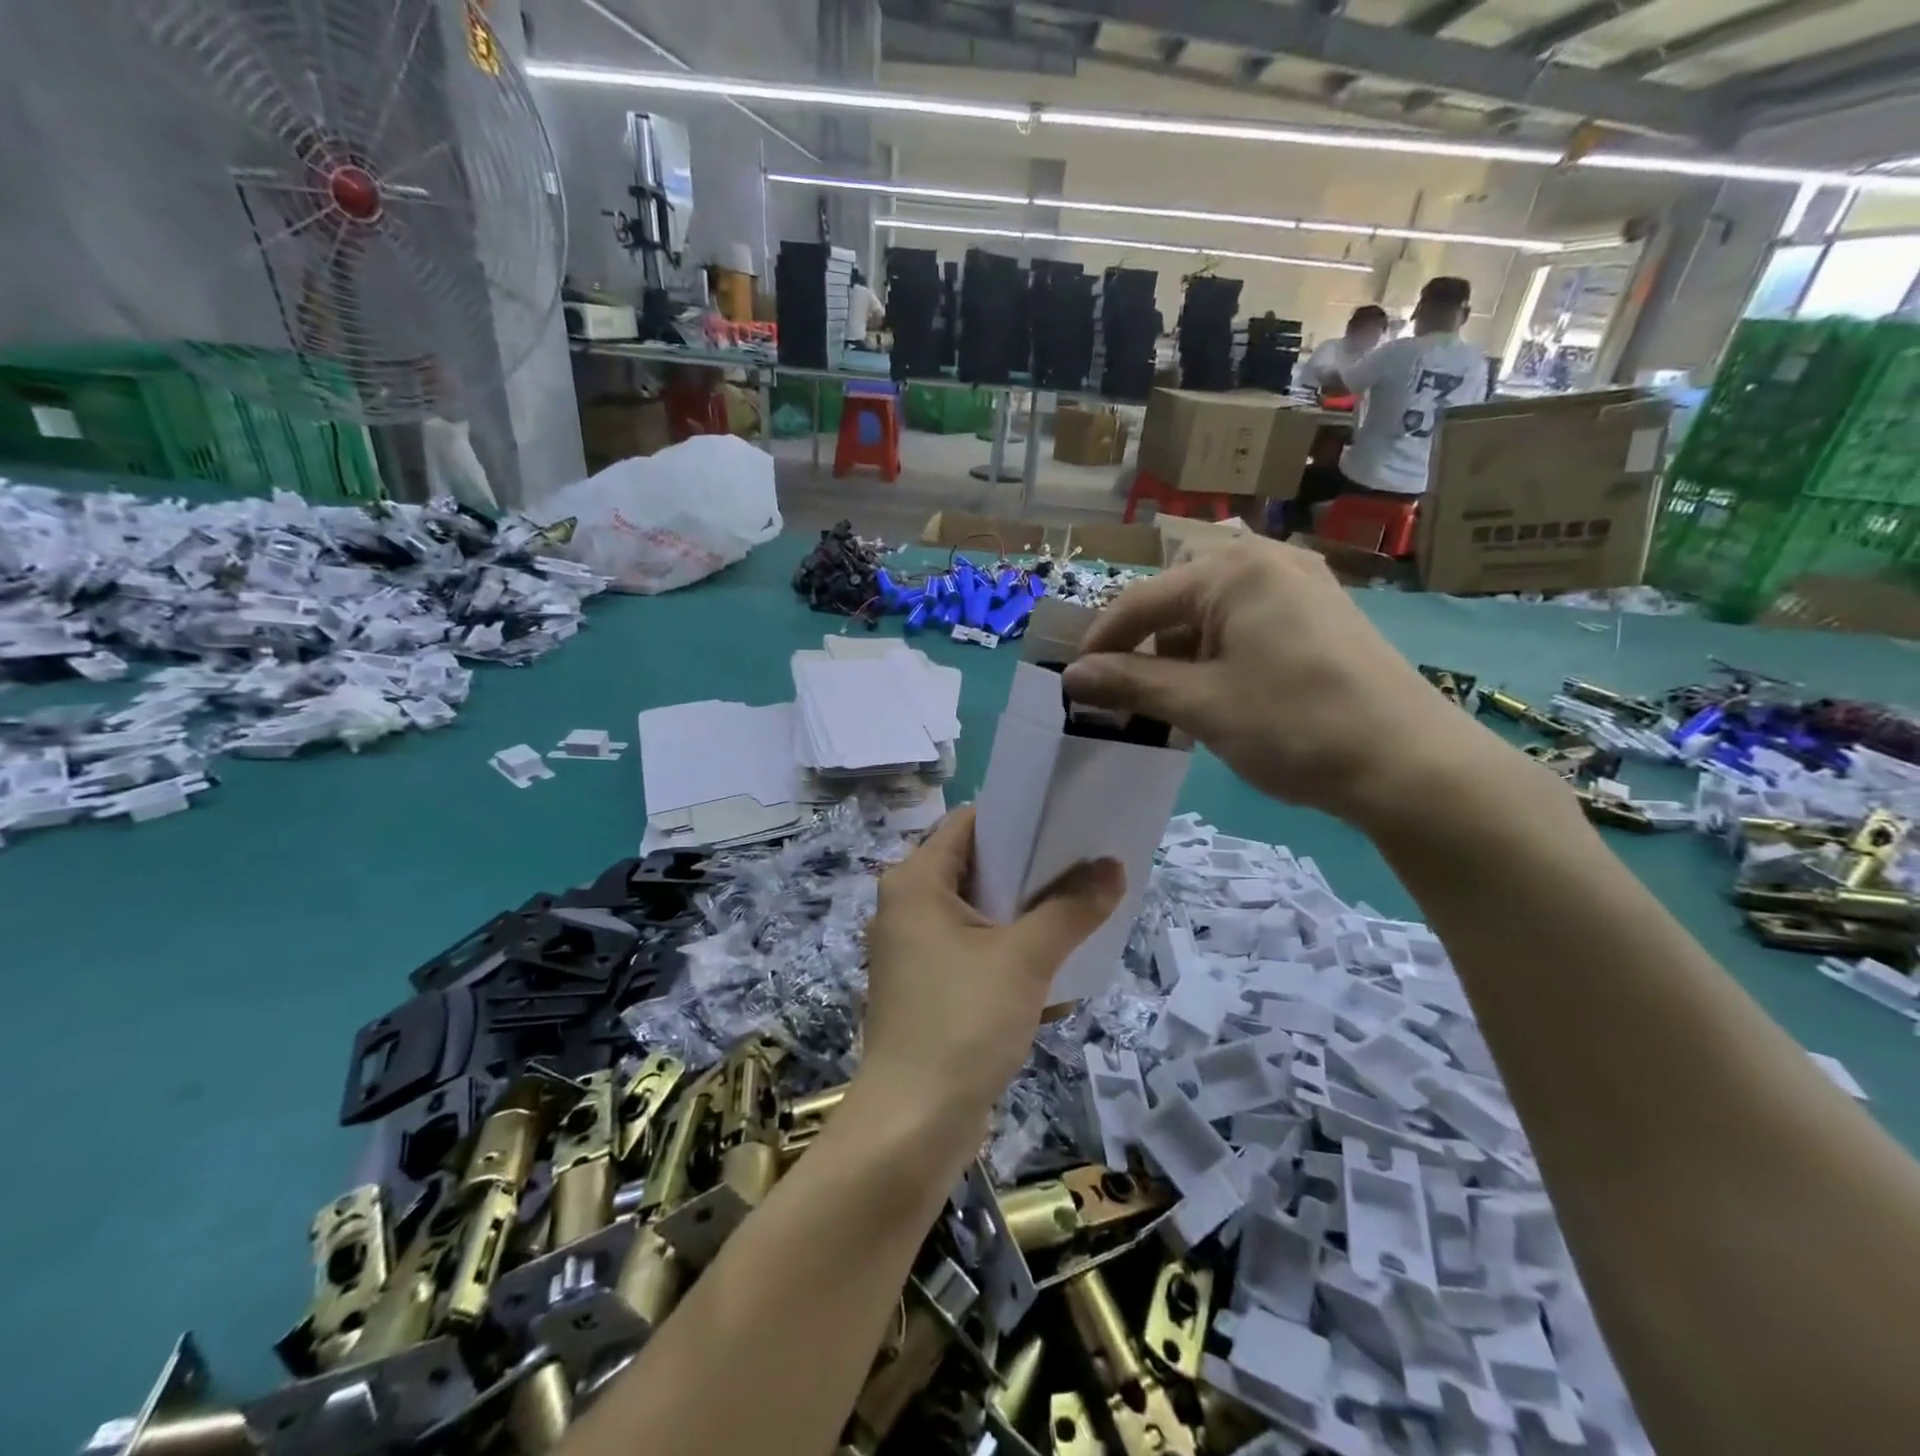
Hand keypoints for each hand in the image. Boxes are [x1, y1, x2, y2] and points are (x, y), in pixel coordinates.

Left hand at [860, 808, 1123, 1121]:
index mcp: (915, 882)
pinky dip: (1008, 952)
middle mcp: (907, 907)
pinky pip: (974, 951)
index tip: (1067, 825)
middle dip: (1030, 870)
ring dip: (1025, 914)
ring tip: (1080, 910)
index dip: (1018, 819)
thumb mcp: (1025, 958)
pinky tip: (1053, 966)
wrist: (912, 1125)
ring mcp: (914, 950)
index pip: (969, 824)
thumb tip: (1113, 866)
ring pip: (978, 913)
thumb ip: (1071, 908)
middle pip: (976, 867)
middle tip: (1085, 868)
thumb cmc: (961, 1022)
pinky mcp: (927, 987)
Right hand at [1060, 537, 1494, 827]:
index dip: (1101, 642)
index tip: (1072, 682)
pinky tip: (1213, 696)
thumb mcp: (1201, 705)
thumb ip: (1130, 683)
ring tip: (1163, 703)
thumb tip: (1071, 675)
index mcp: (1234, 570)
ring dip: (1179, 656)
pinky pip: (1247, 628)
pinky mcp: (1320, 618)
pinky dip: (1217, 658)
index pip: (1142, 599)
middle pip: (1177, 602)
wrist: (1411, 765)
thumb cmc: (1294, 725)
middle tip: (1118, 696)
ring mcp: (1301, 588)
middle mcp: (1268, 562)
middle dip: (1142, 648)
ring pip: (1212, 617)